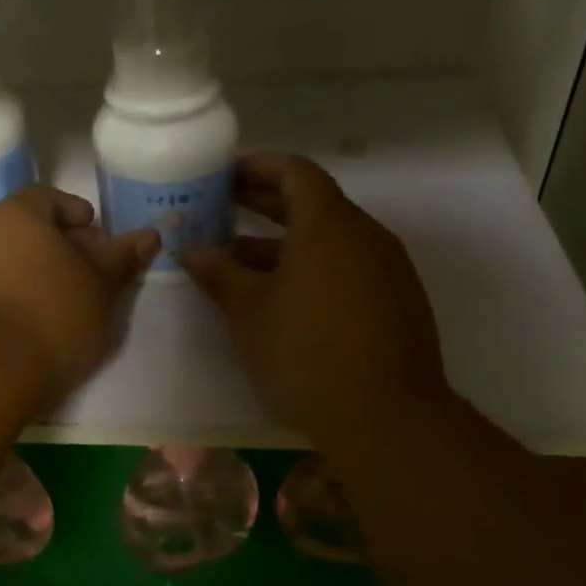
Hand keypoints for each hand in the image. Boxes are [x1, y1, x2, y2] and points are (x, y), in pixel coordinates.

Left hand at [0, 187, 158, 405]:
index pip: (49, 198)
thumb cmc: (51, 314)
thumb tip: (150, 235)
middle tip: (89, 272)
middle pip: (27, 229)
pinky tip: (35, 322)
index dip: (77, 214)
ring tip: (67, 302)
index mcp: (17, 214)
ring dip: (38, 273)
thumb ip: (122, 259)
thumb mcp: (100, 287)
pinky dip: (17, 295)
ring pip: (10, 260)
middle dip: (61, 245)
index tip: (98, 237)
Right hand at [182, 154, 447, 448]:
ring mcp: (386, 269)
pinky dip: (311, 267)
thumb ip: (218, 273)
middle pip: (312, 202)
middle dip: (264, 203)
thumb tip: (189, 248)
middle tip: (220, 207)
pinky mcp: (396, 301)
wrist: (385, 417)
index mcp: (328, 225)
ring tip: (238, 259)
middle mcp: (364, 236)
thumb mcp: (249, 312)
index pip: (294, 172)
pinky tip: (281, 296)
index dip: (257, 167)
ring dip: (283, 243)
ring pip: (328, 240)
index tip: (223, 175)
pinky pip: (347, 267)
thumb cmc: (305, 353)